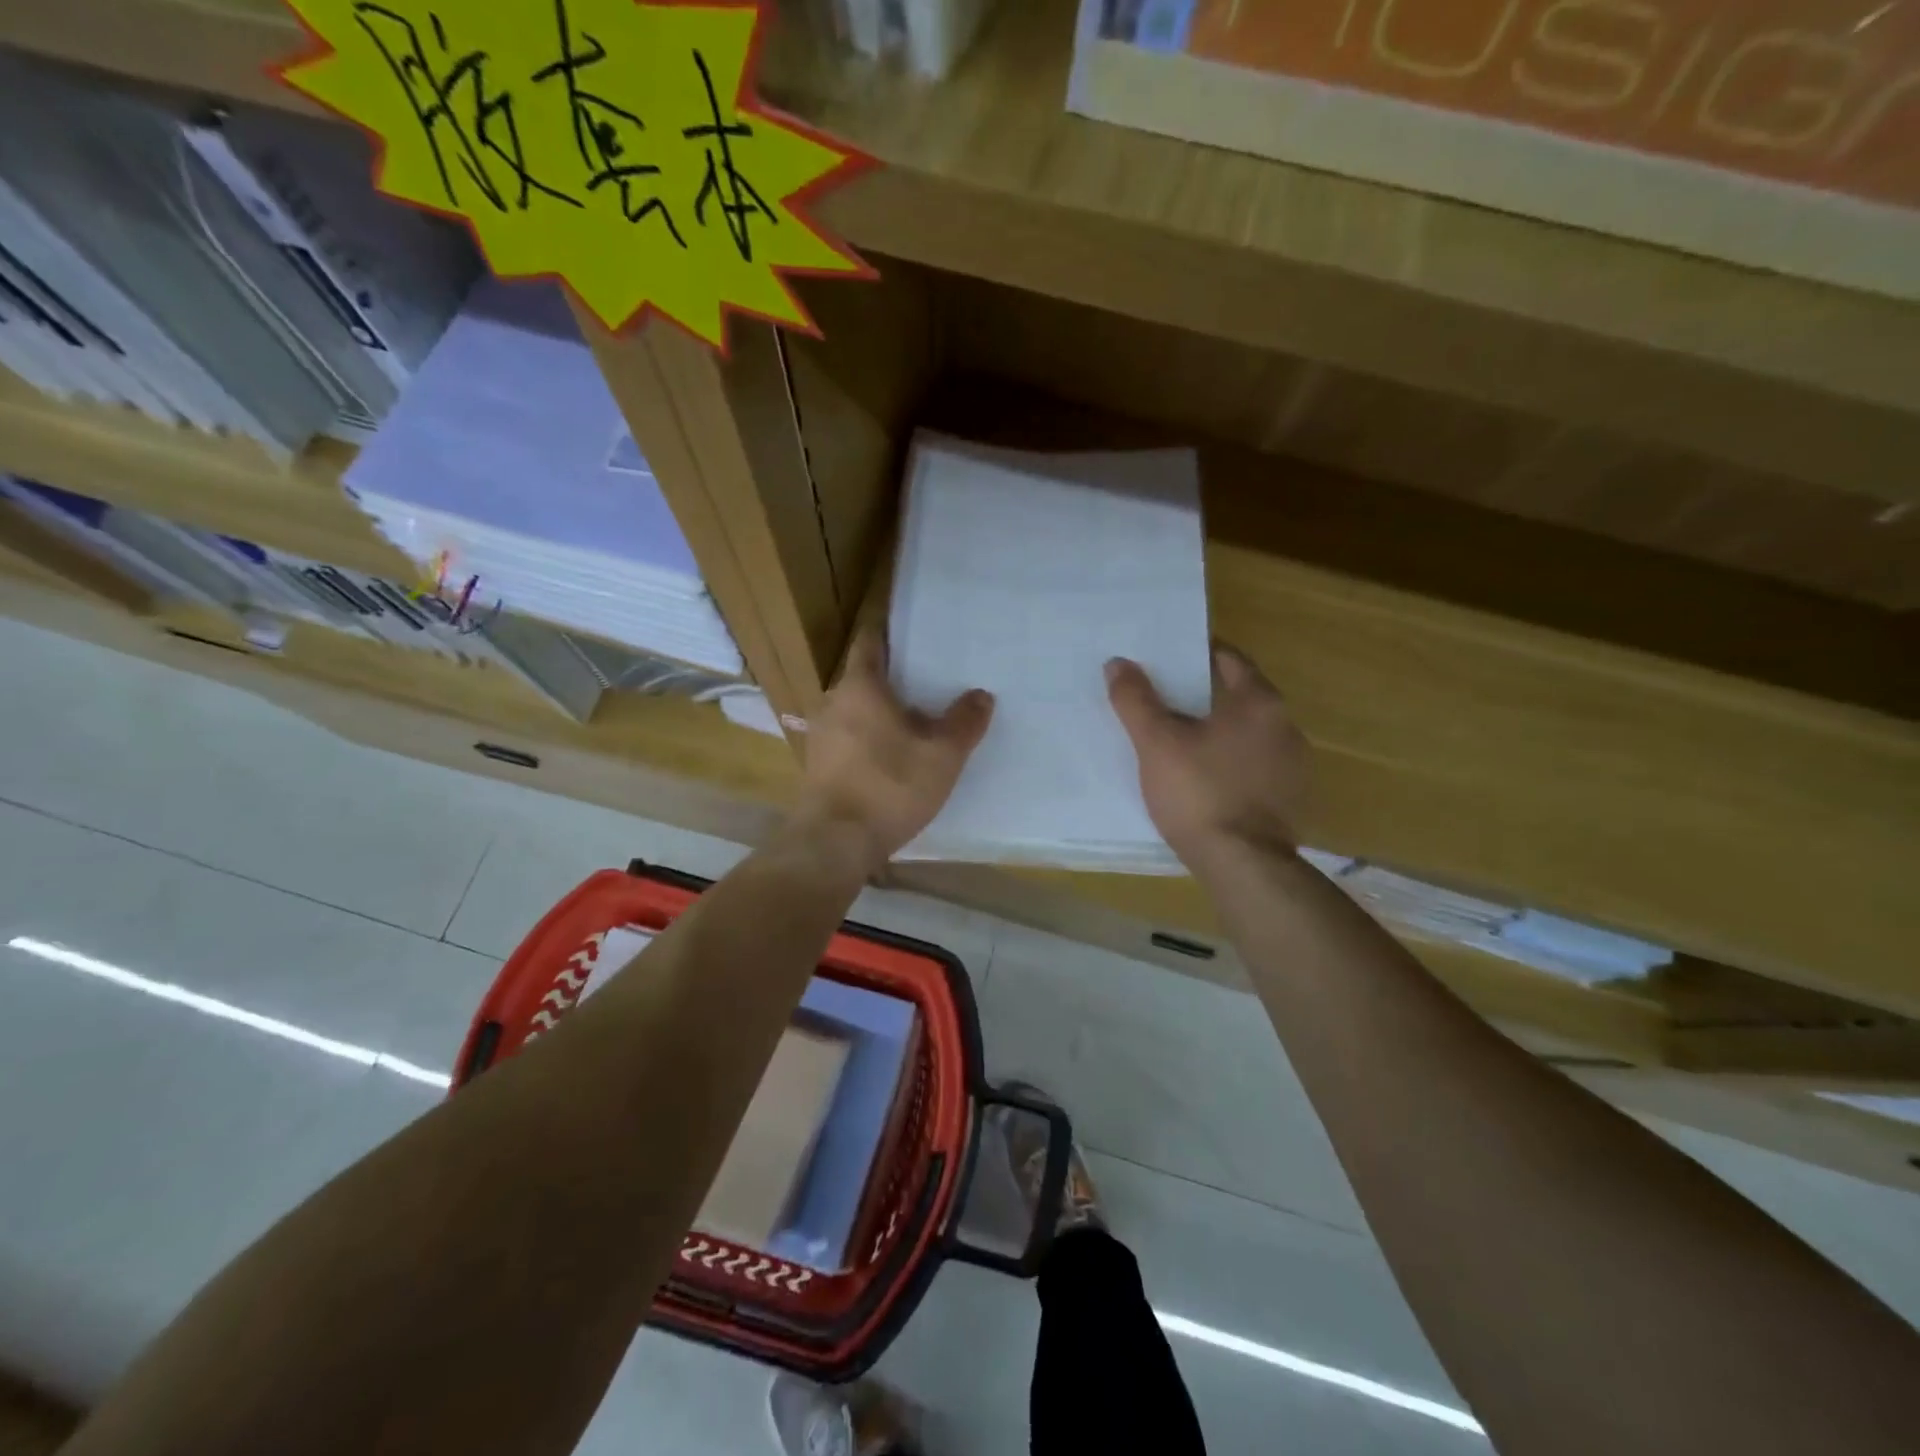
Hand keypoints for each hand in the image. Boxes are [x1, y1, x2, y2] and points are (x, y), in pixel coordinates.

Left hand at [793, 627, 994, 873]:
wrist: (835, 841)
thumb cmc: (889, 785)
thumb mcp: (942, 755)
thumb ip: (964, 722)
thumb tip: (982, 695)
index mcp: (860, 686)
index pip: (869, 642)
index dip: (887, 632)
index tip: (909, 630)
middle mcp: (833, 703)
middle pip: (863, 678)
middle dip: (892, 679)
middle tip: (928, 681)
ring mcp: (821, 737)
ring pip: (855, 712)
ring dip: (880, 713)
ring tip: (915, 721)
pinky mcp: (818, 767)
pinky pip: (848, 740)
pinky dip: (869, 739)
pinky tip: (892, 757)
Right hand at [1106, 644, 1307, 868]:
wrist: (1243, 865)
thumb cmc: (1199, 793)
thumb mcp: (1157, 743)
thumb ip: (1136, 700)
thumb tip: (1118, 663)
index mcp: (1261, 703)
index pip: (1230, 660)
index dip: (1196, 656)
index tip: (1166, 661)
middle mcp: (1286, 727)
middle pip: (1240, 697)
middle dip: (1203, 696)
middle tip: (1163, 700)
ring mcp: (1293, 766)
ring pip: (1248, 734)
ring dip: (1218, 731)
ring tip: (1179, 741)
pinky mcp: (1289, 799)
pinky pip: (1254, 765)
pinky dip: (1230, 762)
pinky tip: (1204, 778)